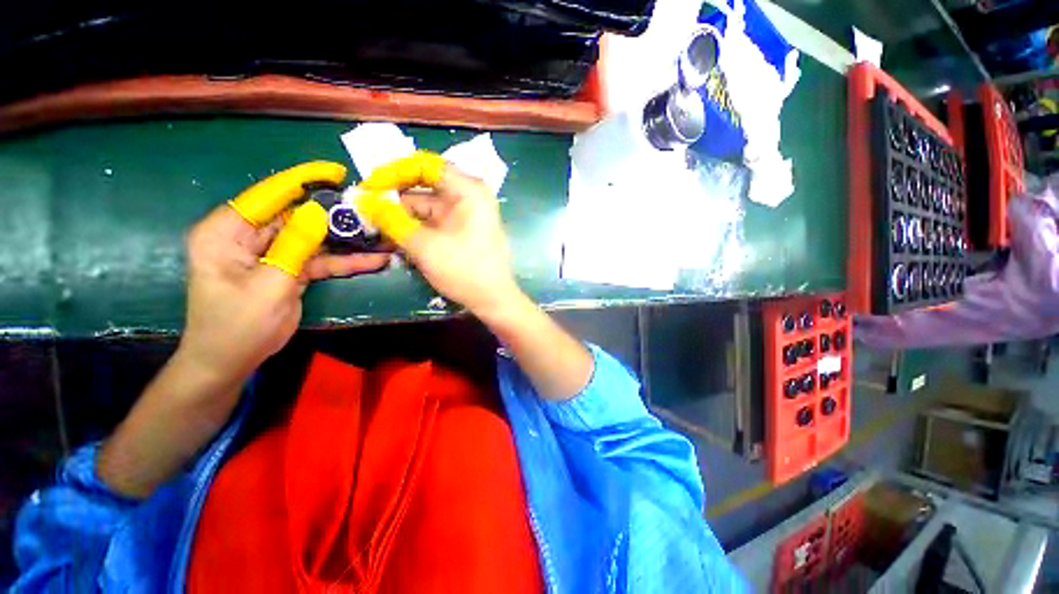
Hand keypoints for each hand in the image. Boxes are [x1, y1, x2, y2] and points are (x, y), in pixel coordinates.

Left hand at [181, 162, 389, 391]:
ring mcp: (272, 254)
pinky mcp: (288, 270)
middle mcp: (248, 237)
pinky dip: (344, 261)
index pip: (267, 195)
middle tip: (371, 211)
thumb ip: (294, 246)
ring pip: (314, 239)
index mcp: (227, 232)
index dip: (301, 180)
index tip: (335, 172)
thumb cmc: (238, 326)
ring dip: (346, 240)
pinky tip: (373, 261)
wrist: (232, 361)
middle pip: (297, 217)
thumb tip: (318, 212)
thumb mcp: (269, 285)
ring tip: (380, 235)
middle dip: (335, 215)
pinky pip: (319, 260)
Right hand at [357, 151, 592, 399]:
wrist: (498, 303)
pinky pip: (433, 225)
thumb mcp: (427, 247)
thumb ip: (396, 222)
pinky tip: (398, 244)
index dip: (395, 172)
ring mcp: (467, 217)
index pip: (425, 164)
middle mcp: (470, 199)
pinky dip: (414, 232)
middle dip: (394, 202)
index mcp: (469, 192)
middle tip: (364, 214)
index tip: (370, 187)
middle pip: (423, 189)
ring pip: (426, 209)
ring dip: (402, 220)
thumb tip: (366, 201)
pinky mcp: (464, 234)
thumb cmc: (471, 275)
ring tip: (376, 232)